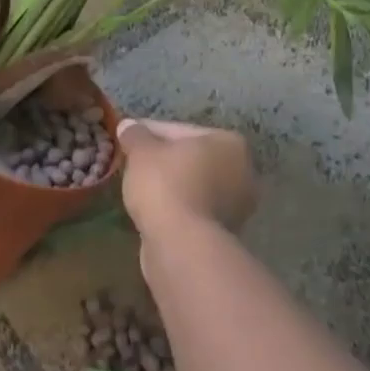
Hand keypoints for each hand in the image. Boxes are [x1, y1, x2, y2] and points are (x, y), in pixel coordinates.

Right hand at [116, 118, 257, 235]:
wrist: (182, 244)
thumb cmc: (166, 185)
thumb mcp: (142, 152)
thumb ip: (135, 135)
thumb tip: (127, 126)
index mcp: (229, 142)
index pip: (179, 130)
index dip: (148, 134)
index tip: (126, 142)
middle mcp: (243, 171)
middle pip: (190, 158)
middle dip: (163, 161)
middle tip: (133, 165)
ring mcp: (237, 206)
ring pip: (193, 186)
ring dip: (170, 186)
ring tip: (140, 189)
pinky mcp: (225, 233)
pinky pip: (193, 210)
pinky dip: (176, 208)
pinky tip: (154, 212)